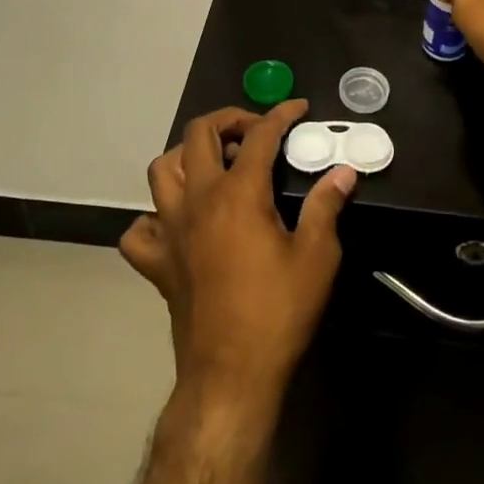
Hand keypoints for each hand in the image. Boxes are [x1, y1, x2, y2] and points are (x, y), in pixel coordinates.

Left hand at [121, 102, 356, 410]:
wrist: (231, 375)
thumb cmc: (278, 312)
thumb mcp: (317, 257)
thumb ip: (327, 206)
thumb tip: (343, 172)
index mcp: (238, 193)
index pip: (259, 136)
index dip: (280, 115)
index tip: (297, 109)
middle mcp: (198, 200)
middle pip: (198, 134)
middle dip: (228, 120)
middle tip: (254, 133)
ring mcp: (170, 230)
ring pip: (162, 170)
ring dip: (187, 156)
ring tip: (216, 167)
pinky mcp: (157, 263)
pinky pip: (140, 230)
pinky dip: (154, 218)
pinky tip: (178, 224)